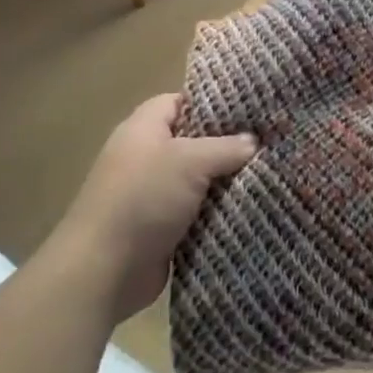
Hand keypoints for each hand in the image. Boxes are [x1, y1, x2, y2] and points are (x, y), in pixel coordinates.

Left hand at [48, 93, 256, 322]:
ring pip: (199, 177)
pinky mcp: (161, 226)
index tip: (250, 107)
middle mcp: (145, 156)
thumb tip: (253, 142)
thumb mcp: (190, 161)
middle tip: (268, 141)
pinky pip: (197, 209)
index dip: (212, 102)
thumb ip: (226, 147)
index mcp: (143, 128)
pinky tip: (250, 205)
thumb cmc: (143, 199)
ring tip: (268, 171)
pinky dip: (218, 209)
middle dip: (228, 143)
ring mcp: (152, 193)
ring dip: (226, 180)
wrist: (104, 271)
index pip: (180, 101)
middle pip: (193, 140)